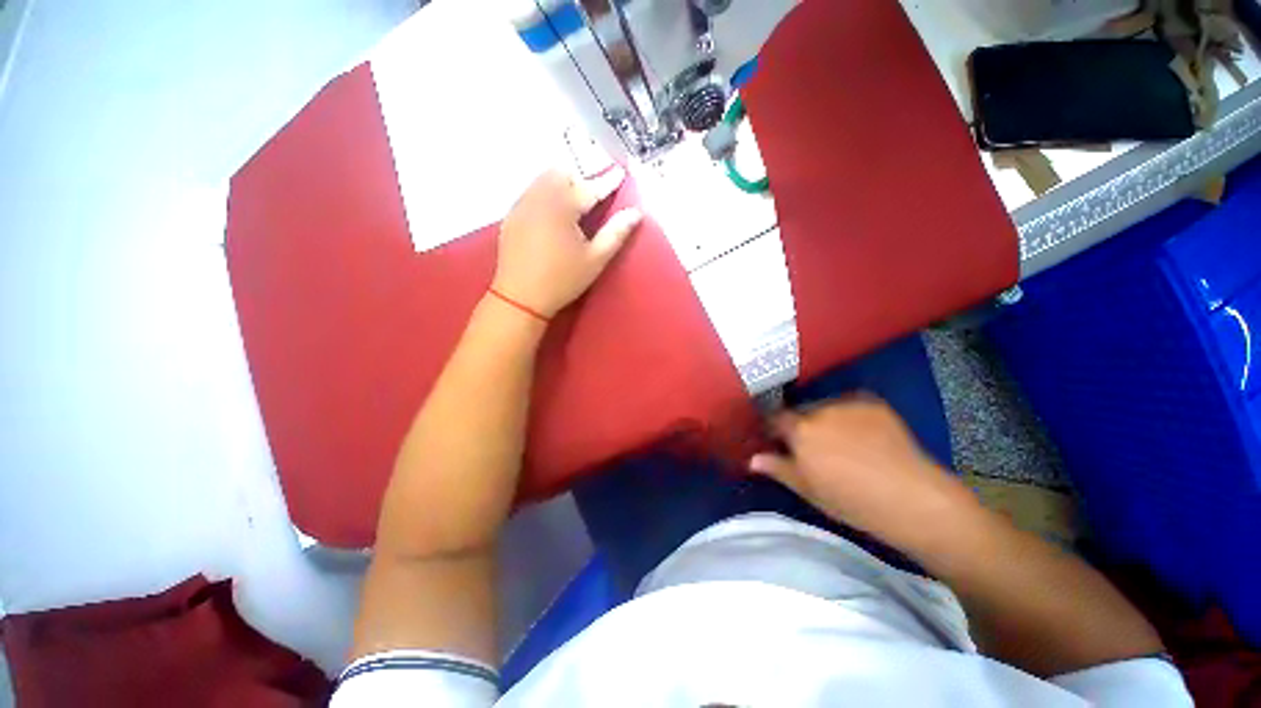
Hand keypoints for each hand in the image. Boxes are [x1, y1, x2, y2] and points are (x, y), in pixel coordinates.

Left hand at [491, 167, 642, 317]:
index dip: (607, 181)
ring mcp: (522, 205)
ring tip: (572, 205)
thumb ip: (616, 233)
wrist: (520, 298)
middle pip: (562, 173)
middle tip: (592, 196)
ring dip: (561, 184)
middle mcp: (539, 197)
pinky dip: (545, 194)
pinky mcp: (511, 216)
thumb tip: (635, 213)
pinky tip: (551, 216)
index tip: (619, 171)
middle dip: (579, 179)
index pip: (590, 187)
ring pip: (543, 180)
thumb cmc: (562, 280)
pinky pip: (531, 193)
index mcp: (562, 206)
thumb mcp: (595, 259)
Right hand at [749, 395, 980, 548]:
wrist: (911, 498)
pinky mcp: (872, 403)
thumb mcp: (808, 489)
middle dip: (801, 425)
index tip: (778, 441)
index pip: (775, 419)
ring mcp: (848, 404)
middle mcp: (820, 411)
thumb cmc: (852, 501)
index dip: (774, 429)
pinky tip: (863, 436)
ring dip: (825, 420)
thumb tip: (752, 459)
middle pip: (801, 412)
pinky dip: (849, 417)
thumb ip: (778, 468)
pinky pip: (850, 406)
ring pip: (825, 408)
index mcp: (800, 431)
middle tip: (813, 447)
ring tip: (842, 442)